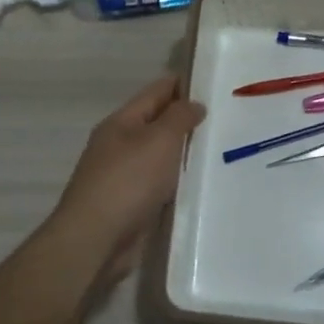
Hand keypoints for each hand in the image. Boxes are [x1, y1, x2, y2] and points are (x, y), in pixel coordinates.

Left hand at [51, 76, 205, 285]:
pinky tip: (203, 184)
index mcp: (121, 122)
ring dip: (185, 153)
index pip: (156, 91)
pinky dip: (179, 182)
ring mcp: (124, 177)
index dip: (183, 84)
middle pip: (158, 123)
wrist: (96, 241)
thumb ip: (179, 117)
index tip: (215, 82)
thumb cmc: (128, 181)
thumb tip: (194, 104)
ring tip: (222, 148)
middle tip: (227, 117)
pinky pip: (161, 185)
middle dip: (187, 120)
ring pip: (162, 156)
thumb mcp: (159, 139)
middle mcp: (120, 145)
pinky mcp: (132, 205)